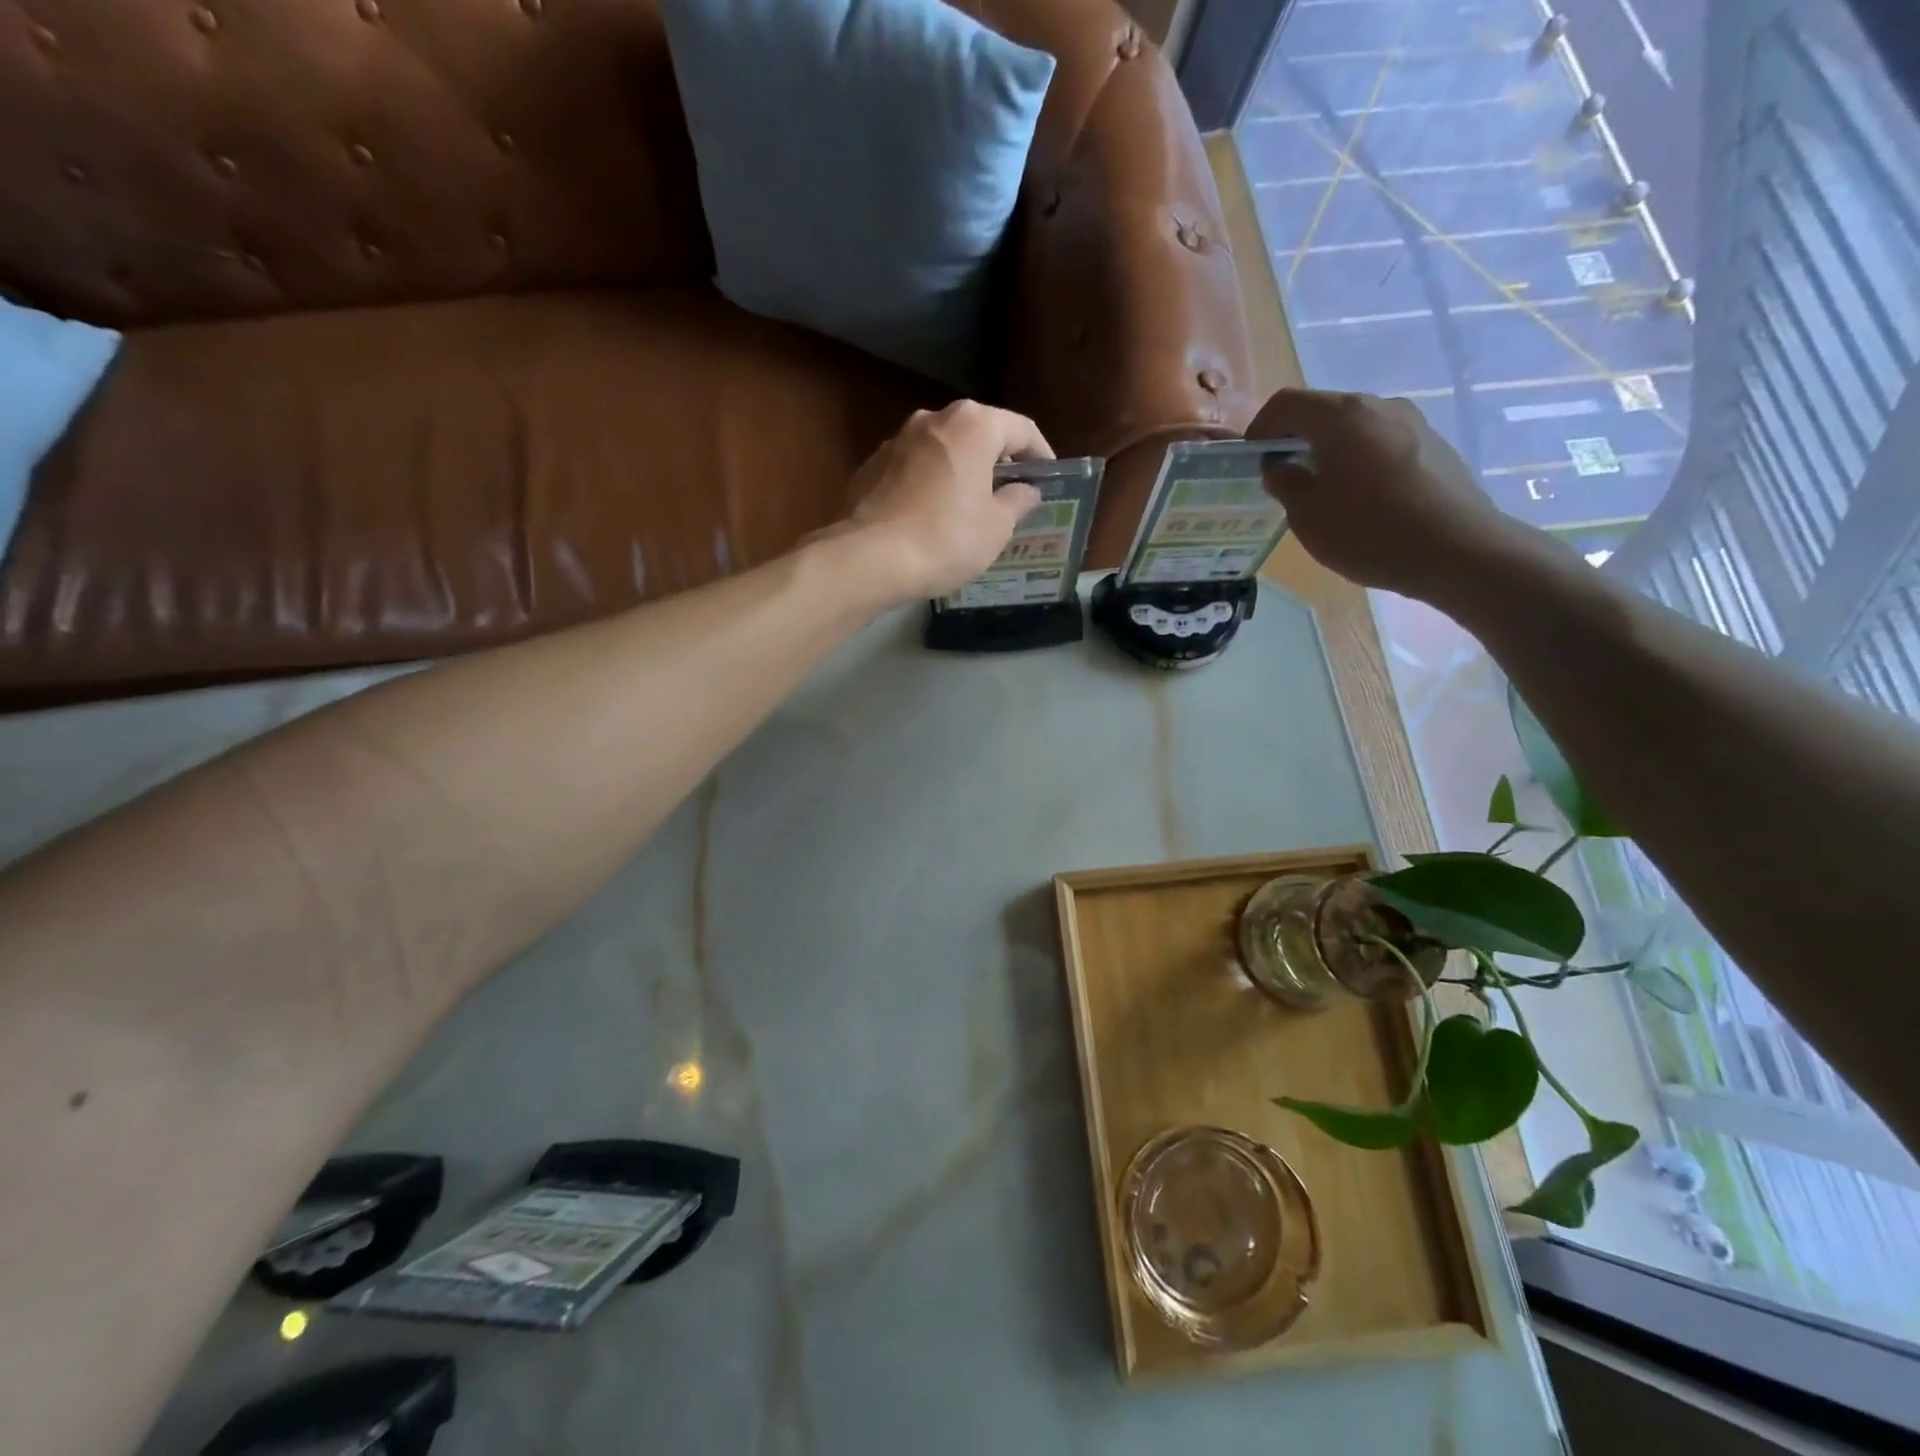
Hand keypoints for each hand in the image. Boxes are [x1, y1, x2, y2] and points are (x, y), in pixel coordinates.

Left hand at [845, 400, 1052, 601]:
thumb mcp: (996, 527)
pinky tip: (932, 515)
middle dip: (998, 461)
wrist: (871, 558)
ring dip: (961, 471)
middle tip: (1011, 493)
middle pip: (978, 433)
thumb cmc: (946, 538)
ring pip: (943, 449)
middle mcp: (934, 419)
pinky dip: (930, 484)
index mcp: (973, 425)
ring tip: (970, 506)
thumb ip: (1017, 501)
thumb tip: (1026, 490)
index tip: (1048, 479)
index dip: (1041, 454)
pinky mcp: (872, 466)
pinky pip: (914, 469)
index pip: (1021, 429)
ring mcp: (897, 440)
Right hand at [1250, 388, 1522, 601]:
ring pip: (1354, 427)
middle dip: (1294, 438)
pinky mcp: (1433, 445)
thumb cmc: (1369, 531)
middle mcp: (1379, 406)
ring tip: (1320, 490)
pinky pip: (1381, 443)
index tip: (1251, 460)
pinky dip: (1358, 460)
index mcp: (1341, 416)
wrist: (1458, 550)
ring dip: (1327, 450)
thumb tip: (1280, 467)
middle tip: (1280, 476)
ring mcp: (1412, 422)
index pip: (1286, 403)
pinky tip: (1359, 498)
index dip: (1260, 428)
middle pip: (1323, 410)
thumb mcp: (1307, 515)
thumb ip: (1286, 483)